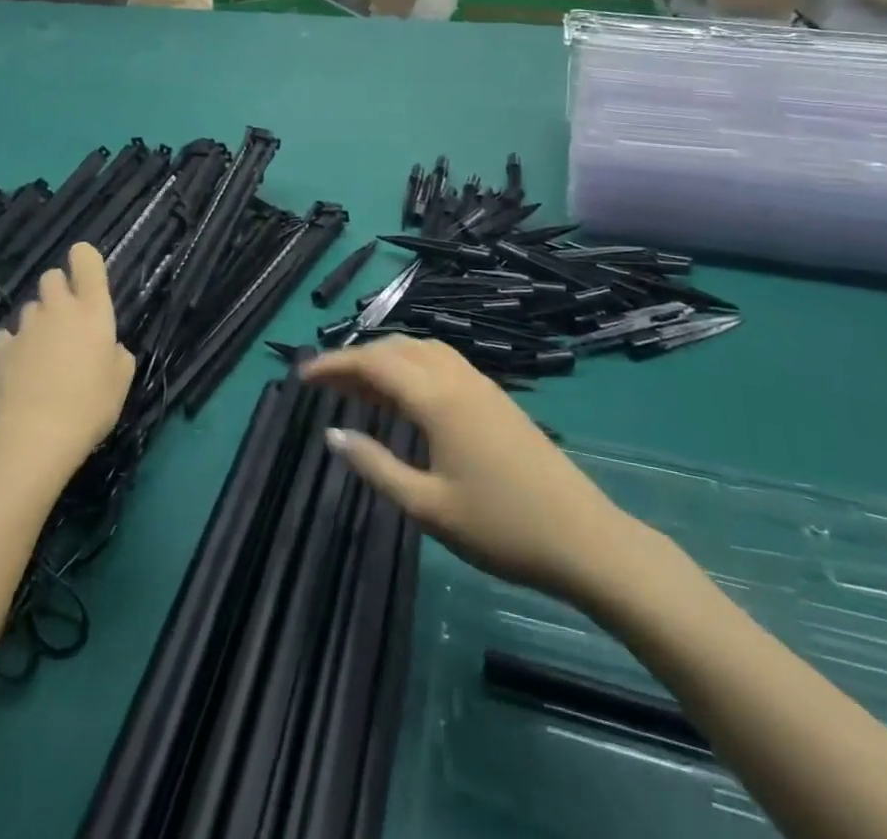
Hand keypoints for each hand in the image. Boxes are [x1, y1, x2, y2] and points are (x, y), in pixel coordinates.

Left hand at [0, 244, 134, 480]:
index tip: (85, 264)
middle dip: (59, 289)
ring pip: (30, 308)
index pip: (87, 263)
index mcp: (93, 311)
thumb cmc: (92, 404)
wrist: (39, 435)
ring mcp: (26, 328)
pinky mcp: (0, 350)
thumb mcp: (122, 379)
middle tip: (67, 318)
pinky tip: (20, 365)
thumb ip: (117, 354)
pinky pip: (6, 336)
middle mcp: (59, 310)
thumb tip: (108, 348)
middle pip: (51, 277)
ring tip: (44, 350)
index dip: (84, 257)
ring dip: (38, 320)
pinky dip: (13, 345)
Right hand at [302, 338, 642, 604]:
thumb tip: (332, 433)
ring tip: (358, 387)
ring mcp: (482, 385)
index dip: (335, 365)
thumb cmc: (500, 528)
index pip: (375, 363)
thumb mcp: (427, 506)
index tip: (303, 377)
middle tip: (324, 384)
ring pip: (423, 350)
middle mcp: (458, 378)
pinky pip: (443, 363)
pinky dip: (412, 366)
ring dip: (386, 358)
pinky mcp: (496, 398)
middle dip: (357, 358)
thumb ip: (376, 465)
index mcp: (437, 398)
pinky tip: (405, 397)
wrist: (584, 539)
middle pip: (397, 348)